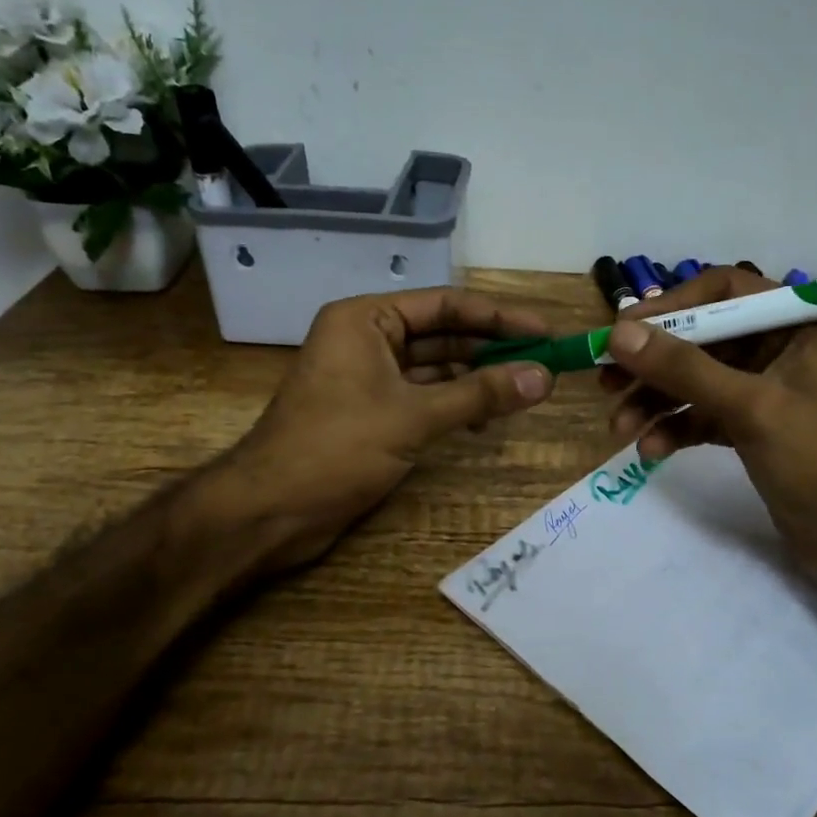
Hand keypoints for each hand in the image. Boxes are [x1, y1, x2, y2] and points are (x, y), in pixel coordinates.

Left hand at [214, 287, 554, 572]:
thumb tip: (544, 377)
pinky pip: (423, 396)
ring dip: (477, 379)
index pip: (446, 306)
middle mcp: (366, 339)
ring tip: (526, 392)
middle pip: (443, 335)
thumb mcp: (414, 416)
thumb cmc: (336, 447)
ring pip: (435, 368)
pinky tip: (485, 421)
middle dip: (492, 349)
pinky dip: (455, 404)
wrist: (270, 511)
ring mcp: (367, 377)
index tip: (546, 331)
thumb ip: (481, 394)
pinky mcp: (370, 412)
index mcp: (366, 319)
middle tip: (545, 362)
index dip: (500, 317)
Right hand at [600, 267, 816, 597]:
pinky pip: (704, 413)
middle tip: (605, 380)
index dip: (671, 306)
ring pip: (697, 378)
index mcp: (801, 323)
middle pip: (702, 337)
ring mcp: (768, 388)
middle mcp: (783, 346)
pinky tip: (650, 450)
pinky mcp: (755, 425)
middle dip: (654, 362)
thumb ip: (684, 368)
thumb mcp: (752, 409)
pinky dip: (676, 427)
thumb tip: (618, 332)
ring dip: (656, 399)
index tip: (624, 330)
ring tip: (619, 426)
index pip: (724, 290)